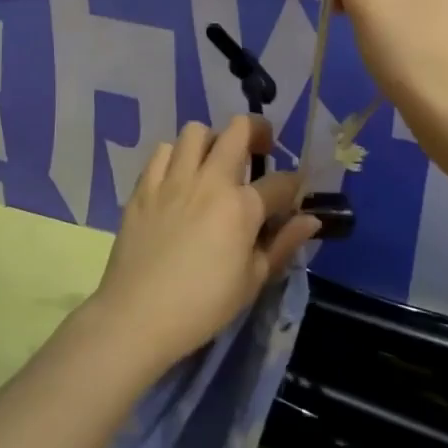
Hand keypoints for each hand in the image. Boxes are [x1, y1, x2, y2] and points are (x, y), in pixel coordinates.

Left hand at [87, 116, 319, 371]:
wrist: (137, 316)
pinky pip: (162, 151)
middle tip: (261, 150)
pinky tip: (179, 177)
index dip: (295, 184)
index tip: (295, 193)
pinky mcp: (144, 187)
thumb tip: (311, 220)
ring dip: (213, 140)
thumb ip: (283, 244)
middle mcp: (210, 181)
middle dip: (258, 132)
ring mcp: (173, 180)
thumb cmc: (203, 306)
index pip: (281, 182)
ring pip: (196, 131)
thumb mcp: (252, 281)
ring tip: (214, 162)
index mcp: (242, 207)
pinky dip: (175, 155)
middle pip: (239, 130)